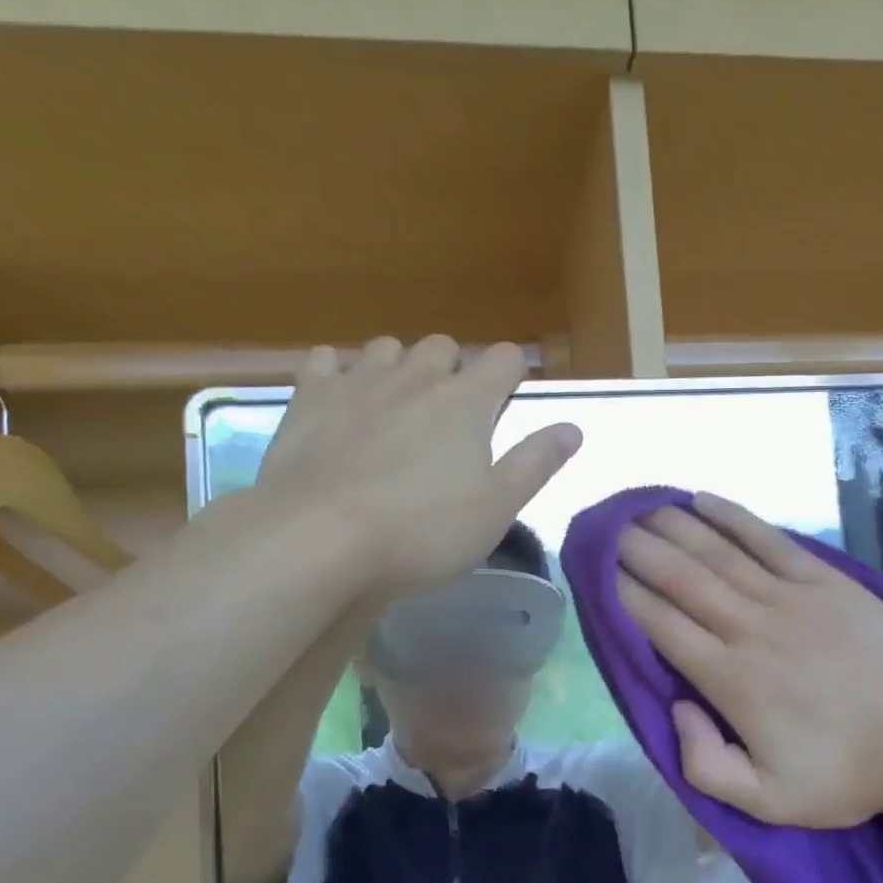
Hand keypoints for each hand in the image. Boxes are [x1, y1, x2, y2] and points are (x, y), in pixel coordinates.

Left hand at [250, 336, 580, 592]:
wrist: (320, 537)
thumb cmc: (422, 530)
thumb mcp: (496, 507)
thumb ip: (536, 462)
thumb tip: (572, 428)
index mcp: (467, 402)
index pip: (503, 359)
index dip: (511, 372)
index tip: (508, 397)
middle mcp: (415, 377)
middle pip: (443, 346)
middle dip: (453, 369)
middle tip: (449, 415)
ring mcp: (358, 381)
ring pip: (387, 348)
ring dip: (399, 367)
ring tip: (395, 407)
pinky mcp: (309, 397)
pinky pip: (326, 361)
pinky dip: (337, 372)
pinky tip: (338, 399)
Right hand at [616, 494, 882, 827]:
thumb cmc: (845, 773)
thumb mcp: (767, 802)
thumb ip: (705, 765)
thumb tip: (676, 707)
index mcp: (729, 679)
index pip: (661, 625)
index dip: (625, 594)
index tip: (599, 571)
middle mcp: (749, 627)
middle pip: (680, 578)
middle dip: (637, 549)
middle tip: (607, 528)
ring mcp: (789, 598)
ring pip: (717, 552)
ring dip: (674, 525)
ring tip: (641, 506)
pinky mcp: (824, 580)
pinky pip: (769, 539)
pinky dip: (734, 517)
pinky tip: (704, 499)